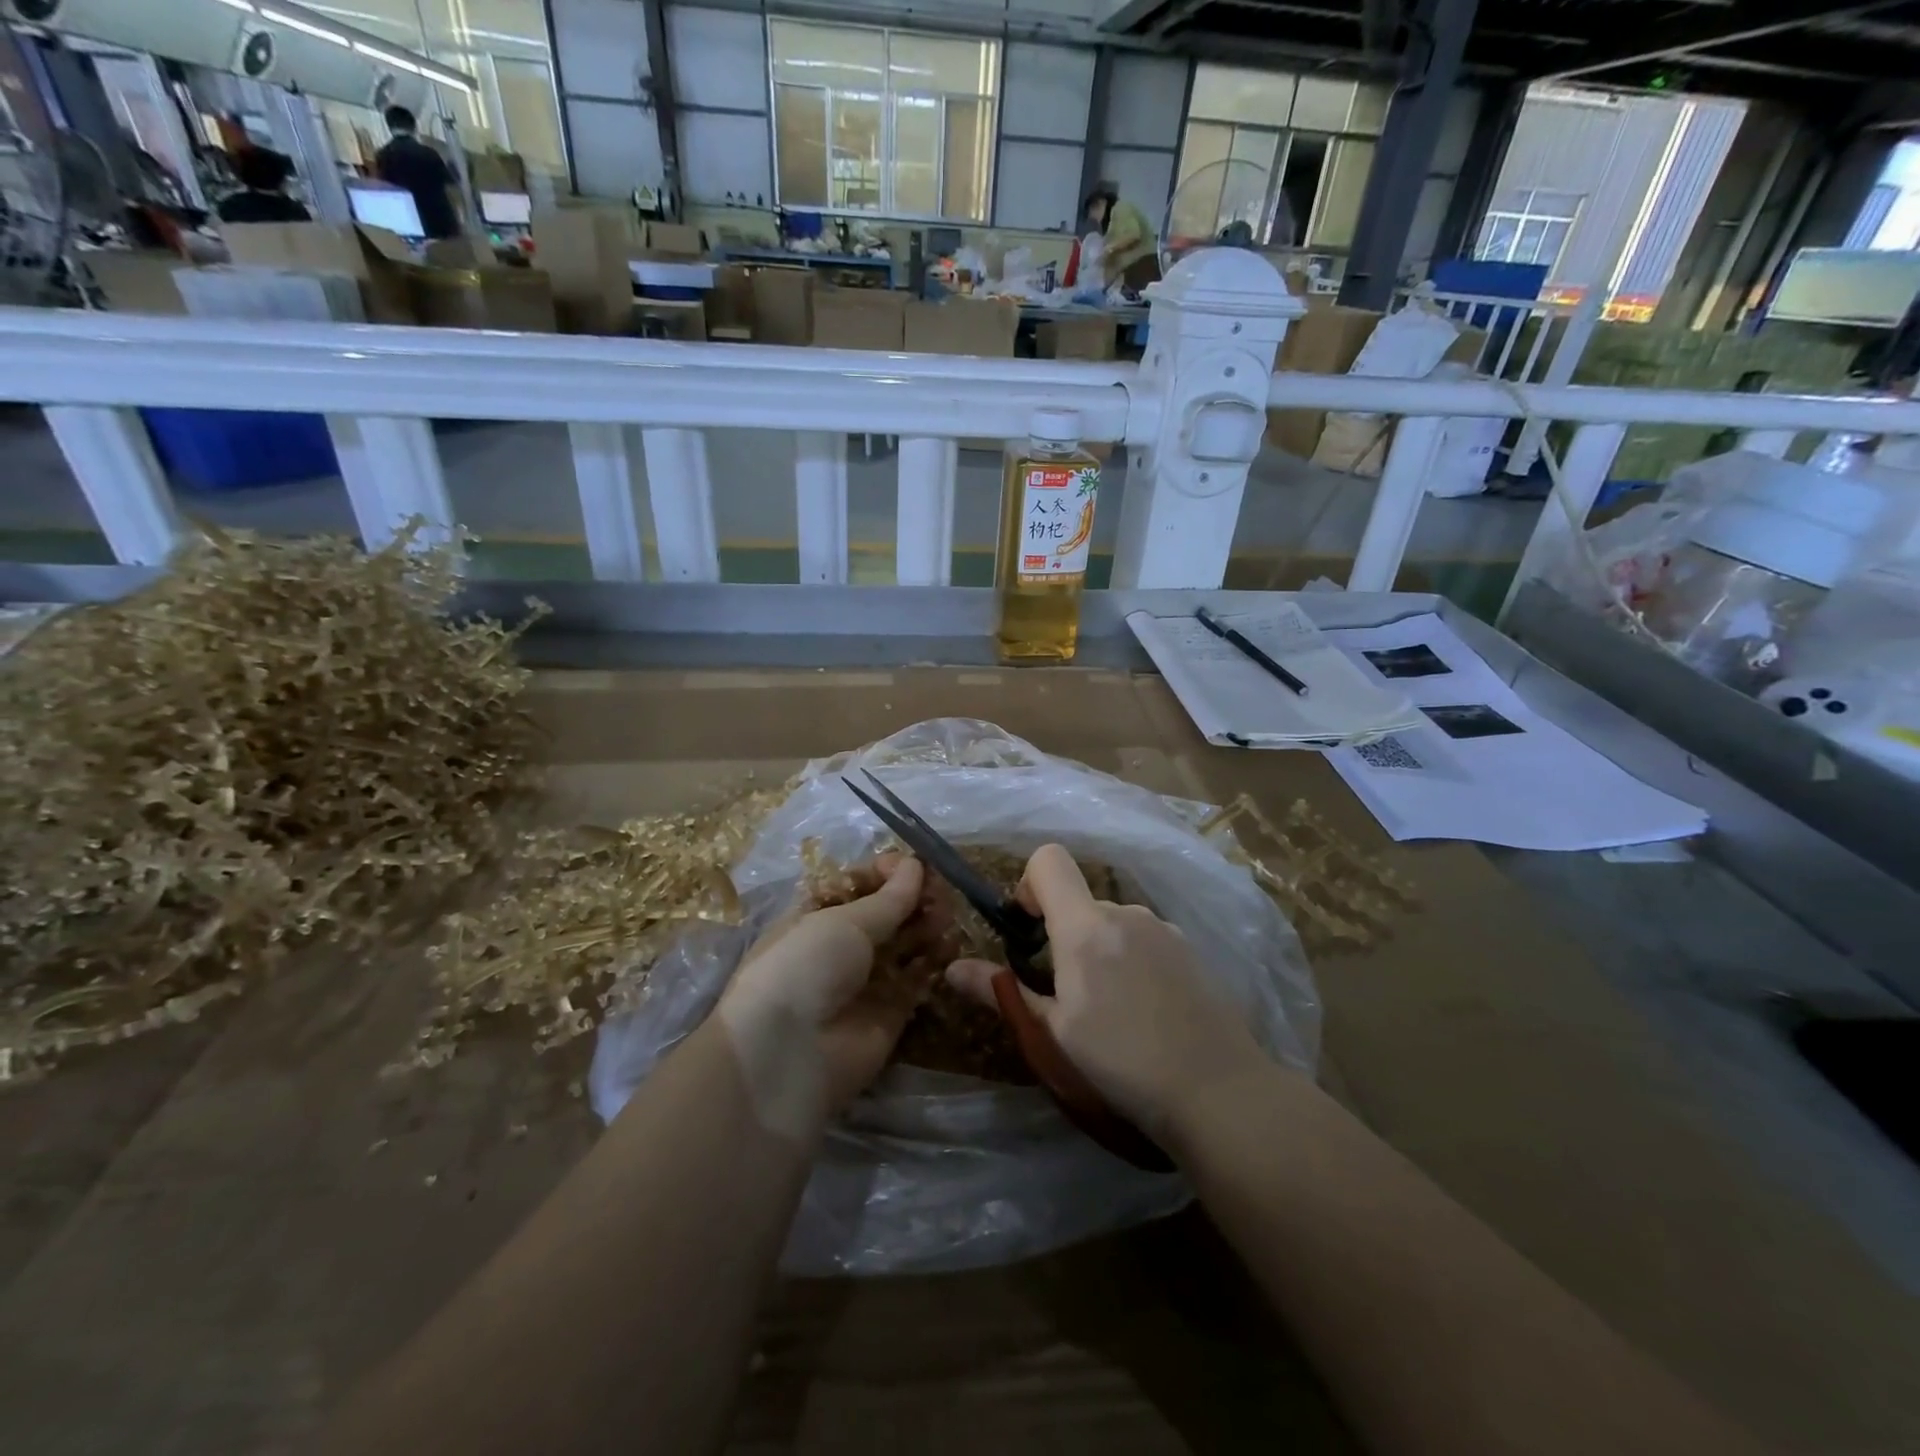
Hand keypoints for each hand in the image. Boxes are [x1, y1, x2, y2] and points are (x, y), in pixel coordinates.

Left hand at [717, 854, 929, 1121]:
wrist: (787, 1056)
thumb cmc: (805, 968)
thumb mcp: (842, 921)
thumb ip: (888, 898)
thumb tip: (915, 866)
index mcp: (815, 915)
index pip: (858, 884)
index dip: (887, 873)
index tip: (915, 865)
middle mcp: (840, 945)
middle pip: (886, 914)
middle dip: (914, 899)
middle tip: (942, 893)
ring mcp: (865, 981)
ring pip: (904, 945)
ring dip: (927, 927)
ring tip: (947, 917)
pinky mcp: (889, 1014)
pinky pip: (916, 981)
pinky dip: (934, 963)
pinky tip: (950, 947)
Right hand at [946, 844, 1266, 1142]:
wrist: (1218, 1091)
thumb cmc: (1122, 1063)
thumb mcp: (1053, 1033)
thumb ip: (1003, 993)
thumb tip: (952, 969)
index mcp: (1086, 927)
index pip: (1049, 860)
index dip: (1029, 883)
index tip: (1027, 930)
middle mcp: (1125, 912)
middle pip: (1079, 900)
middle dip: (1062, 933)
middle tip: (1065, 993)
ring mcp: (1163, 929)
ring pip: (1112, 922)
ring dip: (1098, 949)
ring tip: (1109, 1009)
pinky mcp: (1189, 950)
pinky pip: (1142, 938)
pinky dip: (1129, 958)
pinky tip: (1144, 1010)